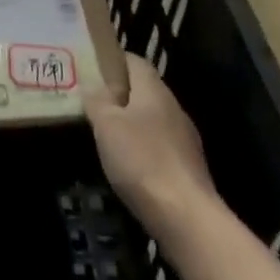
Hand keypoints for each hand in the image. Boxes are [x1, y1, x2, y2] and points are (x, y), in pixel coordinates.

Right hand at [87, 54, 214, 228]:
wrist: (188, 219)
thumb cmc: (142, 161)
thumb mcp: (106, 125)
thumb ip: (97, 99)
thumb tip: (93, 84)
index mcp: (154, 89)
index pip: (133, 60)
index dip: (112, 61)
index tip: (90, 70)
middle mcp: (173, 107)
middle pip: (143, 90)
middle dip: (119, 95)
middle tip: (92, 104)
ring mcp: (185, 139)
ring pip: (152, 119)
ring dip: (131, 124)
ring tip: (106, 136)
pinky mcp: (189, 168)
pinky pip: (160, 146)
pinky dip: (143, 149)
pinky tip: (129, 166)